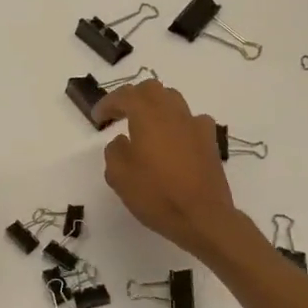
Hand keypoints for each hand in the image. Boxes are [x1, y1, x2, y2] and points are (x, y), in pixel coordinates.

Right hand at [96, 79, 243, 260]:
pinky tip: (173, 139)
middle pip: (152, 89)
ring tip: (145, 125)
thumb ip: (115, 151)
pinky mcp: (210, 141)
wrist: (203, 217)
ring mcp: (195, 125)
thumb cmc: (156, 195)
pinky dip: (177, 123)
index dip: (108, 103)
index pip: (125, 96)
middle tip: (119, 114)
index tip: (97, 118)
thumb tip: (123, 141)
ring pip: (173, 100)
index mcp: (148, 116)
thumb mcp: (119, 176)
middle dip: (133, 97)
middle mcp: (173, 113)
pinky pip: (191, 120)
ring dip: (155, 106)